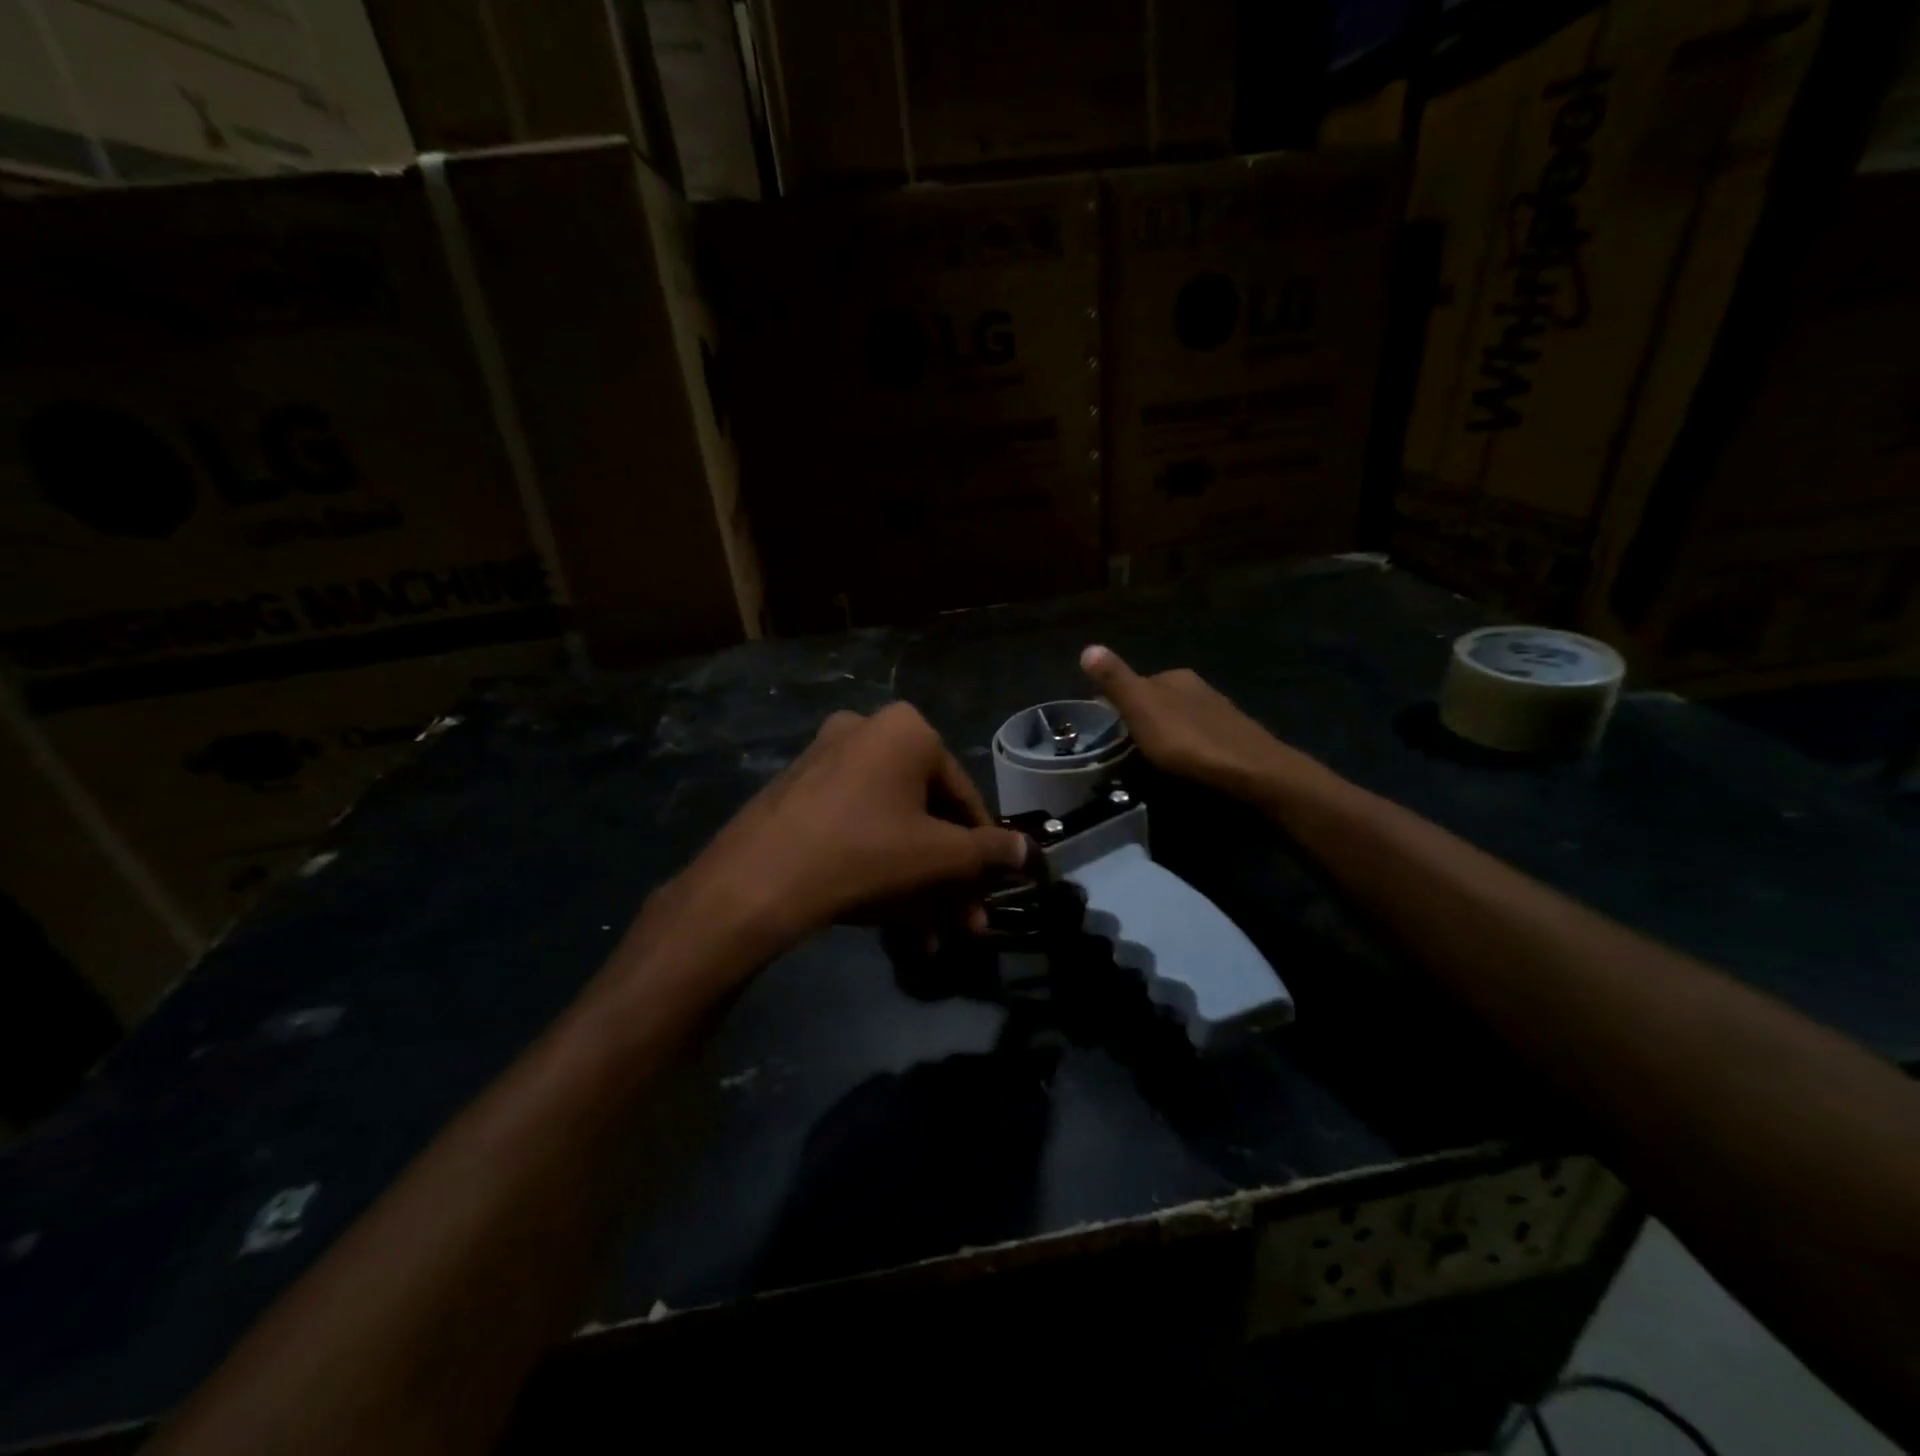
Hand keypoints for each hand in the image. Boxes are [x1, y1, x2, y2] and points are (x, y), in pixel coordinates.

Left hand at [665, 703, 1029, 959]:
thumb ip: (989, 851)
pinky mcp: (797, 791)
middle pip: (925, 813)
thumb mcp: (939, 855)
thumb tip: (1029, 851)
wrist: (758, 881)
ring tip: (928, 937)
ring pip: (890, 826)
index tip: (991, 887)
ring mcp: (825, 759)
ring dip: (916, 882)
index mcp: (906, 730)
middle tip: (962, 922)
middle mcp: (866, 731)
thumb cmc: (865, 852)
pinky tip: (890, 920)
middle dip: (947, 875)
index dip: (983, 847)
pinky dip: (878, 866)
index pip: (963, 794)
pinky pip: (855, 827)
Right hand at [1080, 644, 1310, 797]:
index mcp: (1175, 677)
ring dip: (1163, 734)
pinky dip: (1184, 747)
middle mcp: (1198, 688)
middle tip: (1122, 747)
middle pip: (1158, 700)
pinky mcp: (1233, 739)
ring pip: (1179, 719)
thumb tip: (1088, 646)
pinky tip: (1182, 764)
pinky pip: (1197, 738)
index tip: (1103, 728)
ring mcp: (1219, 713)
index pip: (1136, 683)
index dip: (1116, 704)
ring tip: (1149, 758)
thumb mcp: (1142, 708)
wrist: (1251, 772)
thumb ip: (1116, 680)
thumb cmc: (1188, 740)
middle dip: (1141, 719)